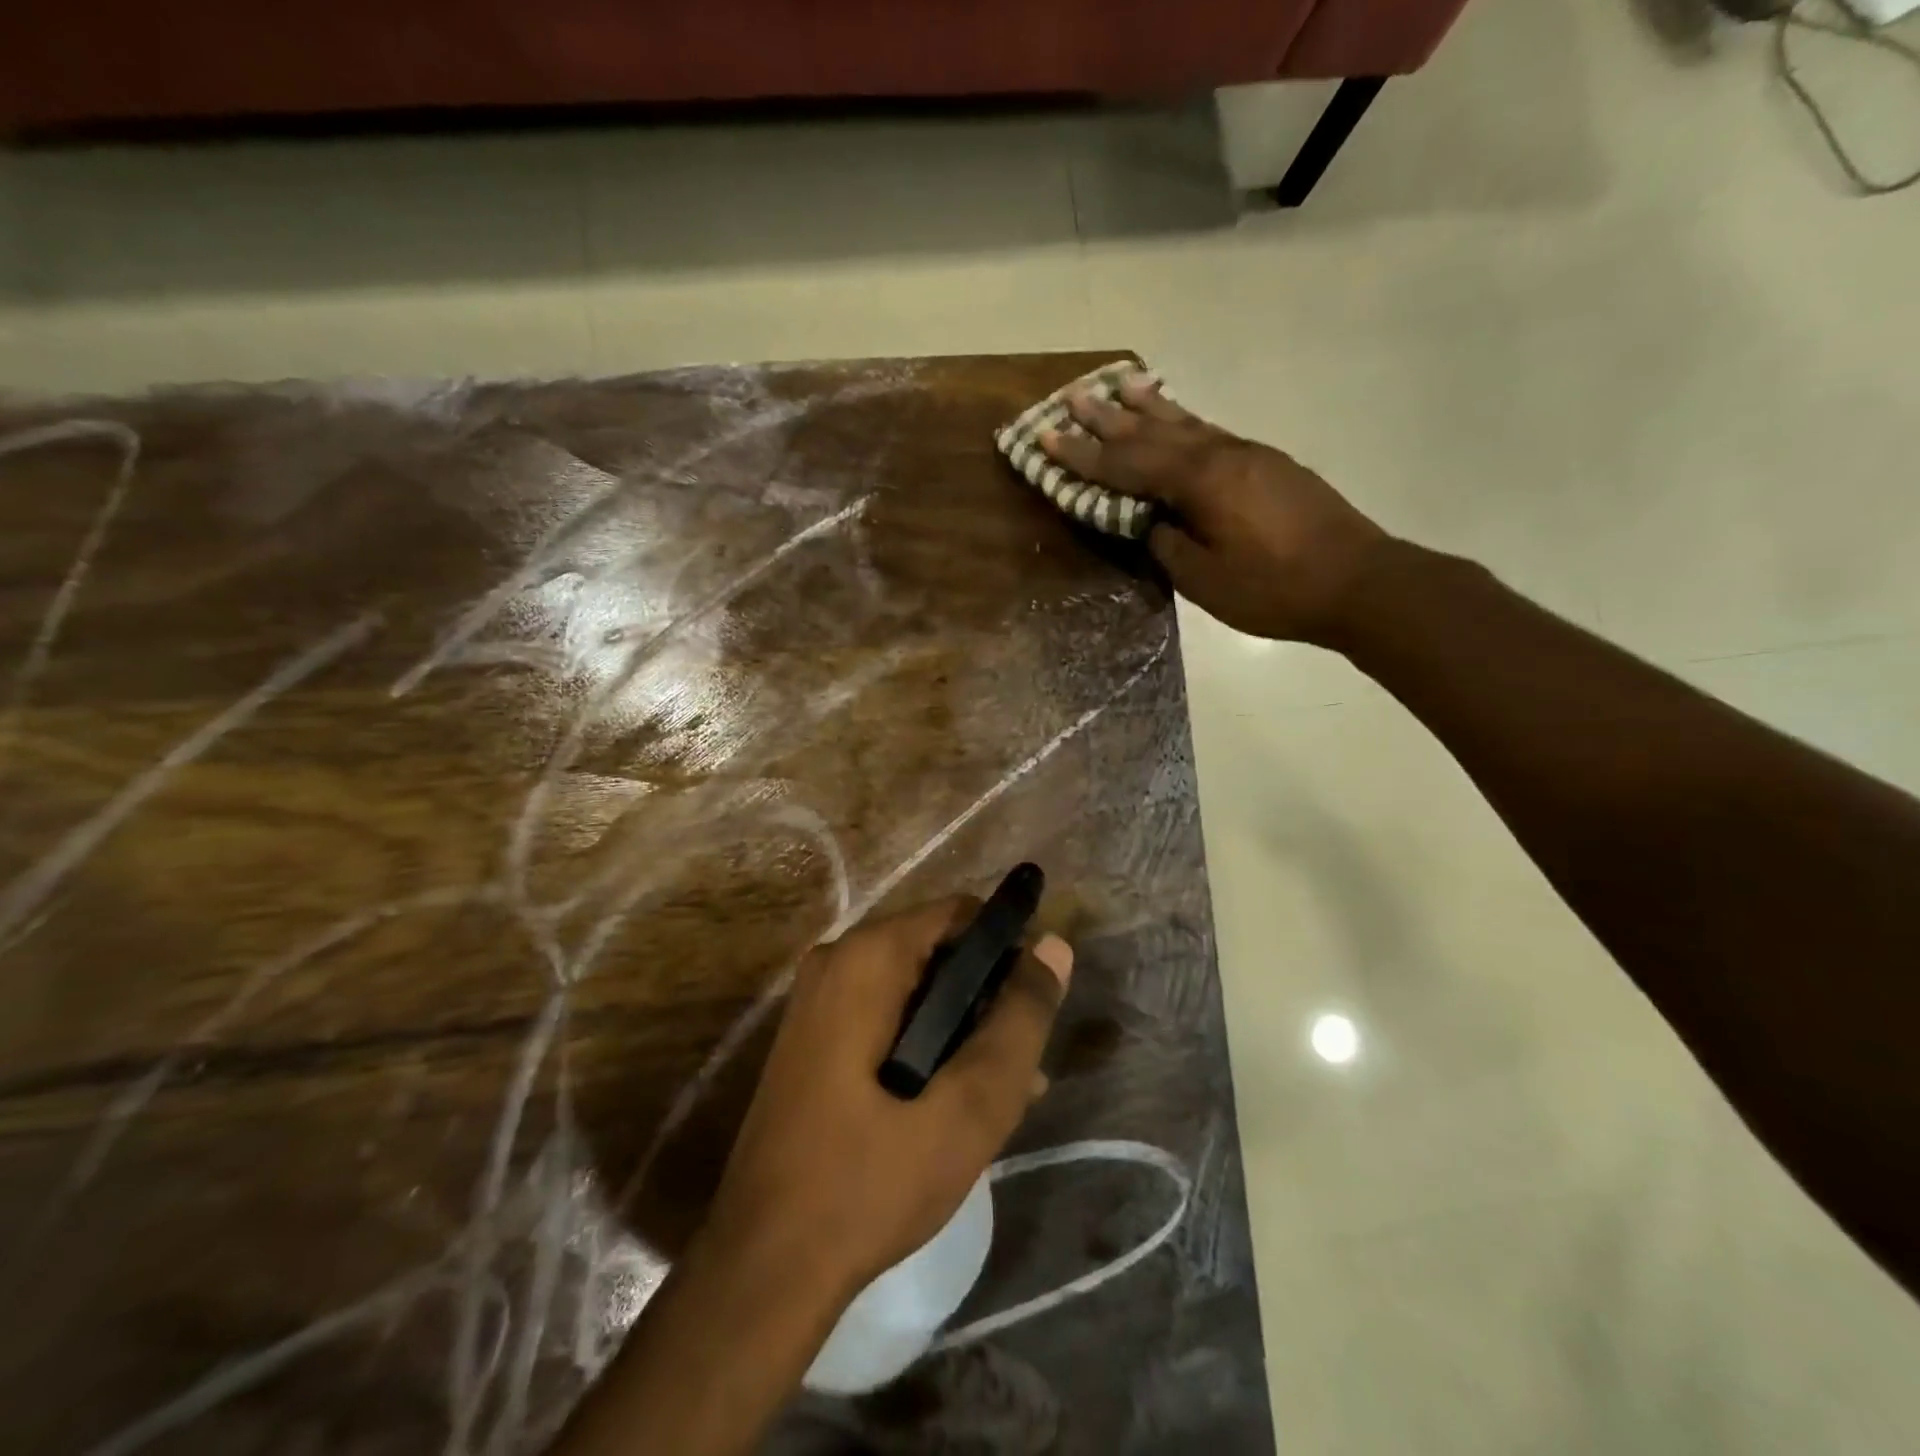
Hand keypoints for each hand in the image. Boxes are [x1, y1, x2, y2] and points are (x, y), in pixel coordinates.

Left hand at [701, 897, 1073, 1296]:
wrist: (764, 1268)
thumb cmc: (870, 1182)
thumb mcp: (968, 1107)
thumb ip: (1018, 1022)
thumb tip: (1055, 947)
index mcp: (867, 958)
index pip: (960, 914)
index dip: (1008, 950)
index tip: (1035, 1009)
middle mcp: (837, 962)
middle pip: (938, 951)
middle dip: (987, 1001)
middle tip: (1021, 1068)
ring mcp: (819, 1001)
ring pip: (916, 990)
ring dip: (963, 1031)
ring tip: (1008, 1095)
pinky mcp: (814, 1039)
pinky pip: (887, 1018)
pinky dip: (927, 1046)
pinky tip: (958, 1103)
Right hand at [1040, 375, 1389, 644]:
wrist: (1358, 581)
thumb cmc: (1275, 588)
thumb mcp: (1205, 579)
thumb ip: (1168, 544)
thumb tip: (1150, 521)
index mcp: (1200, 482)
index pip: (1127, 464)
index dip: (1083, 454)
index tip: (1046, 435)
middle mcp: (1220, 454)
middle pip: (1151, 431)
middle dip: (1107, 417)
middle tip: (1070, 395)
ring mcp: (1247, 454)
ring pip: (1184, 422)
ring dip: (1145, 406)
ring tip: (1116, 383)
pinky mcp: (1267, 463)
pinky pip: (1209, 431)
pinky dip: (1182, 419)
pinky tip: (1174, 415)